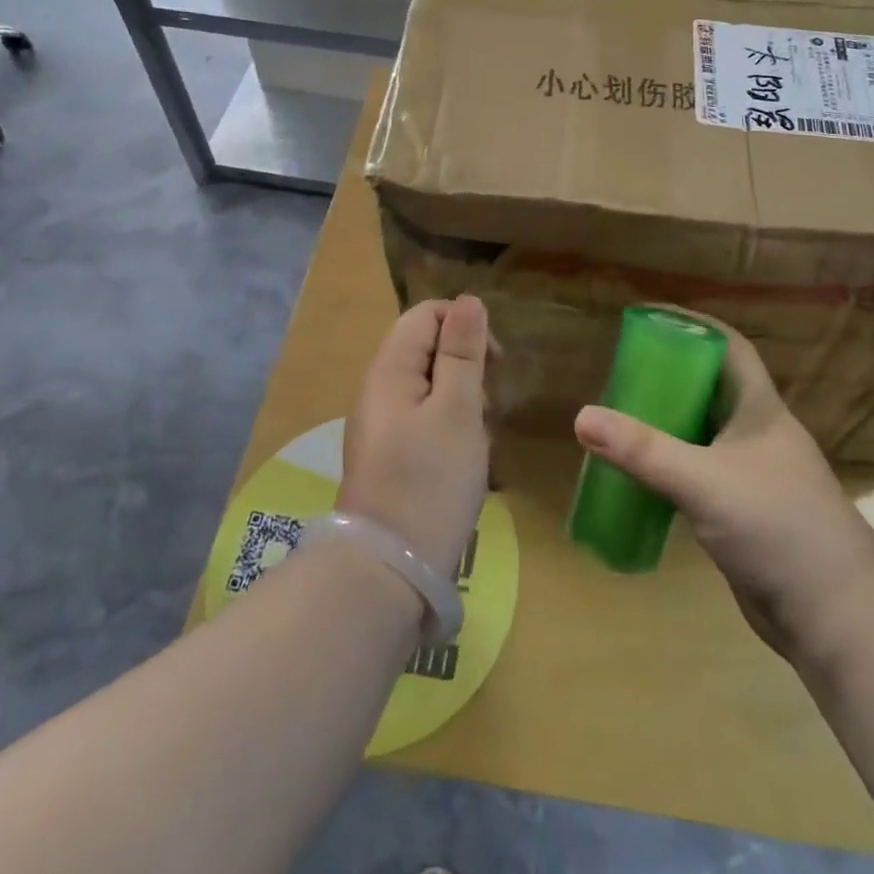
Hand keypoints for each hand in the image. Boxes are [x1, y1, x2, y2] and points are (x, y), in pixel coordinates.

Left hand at [338, 296, 491, 581]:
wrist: (388, 572)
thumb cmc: (430, 482)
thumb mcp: (457, 409)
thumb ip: (462, 352)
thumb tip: (469, 301)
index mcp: (389, 370)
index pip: (426, 315)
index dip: (464, 326)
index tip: (495, 364)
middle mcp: (378, 390)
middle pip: (426, 348)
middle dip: (466, 365)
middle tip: (489, 405)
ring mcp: (381, 425)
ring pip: (429, 386)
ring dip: (462, 399)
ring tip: (480, 435)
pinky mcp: (389, 456)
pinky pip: (423, 419)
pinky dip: (450, 426)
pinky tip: (465, 458)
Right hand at [573, 312, 873, 659]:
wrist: (835, 615)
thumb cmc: (777, 527)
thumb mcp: (703, 481)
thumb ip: (643, 450)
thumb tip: (581, 417)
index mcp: (760, 409)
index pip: (729, 348)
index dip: (694, 325)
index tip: (650, 316)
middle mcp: (758, 434)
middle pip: (710, 388)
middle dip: (669, 375)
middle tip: (621, 371)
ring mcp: (753, 475)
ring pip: (703, 433)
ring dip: (667, 424)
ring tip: (621, 416)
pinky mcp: (744, 512)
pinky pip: (699, 473)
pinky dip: (671, 467)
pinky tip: (640, 475)